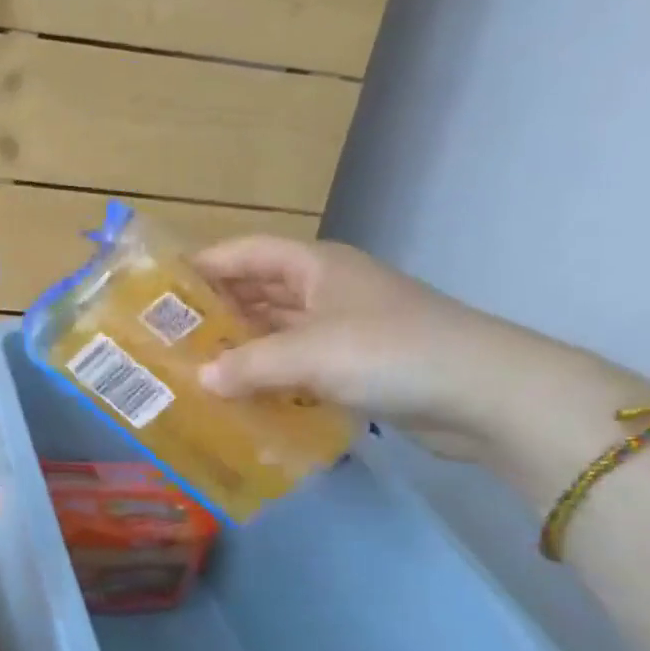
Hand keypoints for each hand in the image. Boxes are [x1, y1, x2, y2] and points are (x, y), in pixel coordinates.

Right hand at [190, 236, 588, 464]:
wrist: (490, 396)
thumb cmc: (391, 352)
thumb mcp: (309, 354)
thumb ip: (248, 366)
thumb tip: (201, 379)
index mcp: (315, 266)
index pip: (244, 253)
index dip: (202, 265)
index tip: (158, 288)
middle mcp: (326, 289)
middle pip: (257, 291)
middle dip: (215, 311)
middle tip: (168, 336)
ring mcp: (345, 328)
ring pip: (277, 331)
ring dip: (242, 348)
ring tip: (194, 368)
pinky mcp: (359, 366)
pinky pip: (299, 364)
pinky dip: (271, 377)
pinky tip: (241, 397)